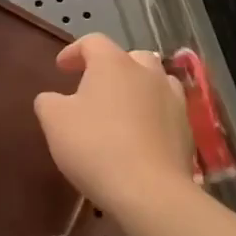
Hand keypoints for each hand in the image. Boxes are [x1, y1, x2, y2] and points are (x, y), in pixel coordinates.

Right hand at [34, 33, 194, 215]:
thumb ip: (48, 102)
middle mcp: (147, 73)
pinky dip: (154, 117)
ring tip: (123, 109)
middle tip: (95, 87)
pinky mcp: (187, 131)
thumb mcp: (54, 121)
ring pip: (155, 82)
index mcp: (113, 63)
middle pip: (130, 57)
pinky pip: (167, 113)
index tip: (61, 68)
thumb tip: (53, 99)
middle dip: (112, 67)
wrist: (151, 193)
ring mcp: (173, 101)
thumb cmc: (96, 146)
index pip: (92, 42)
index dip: (74, 52)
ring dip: (139, 89)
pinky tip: (141, 137)